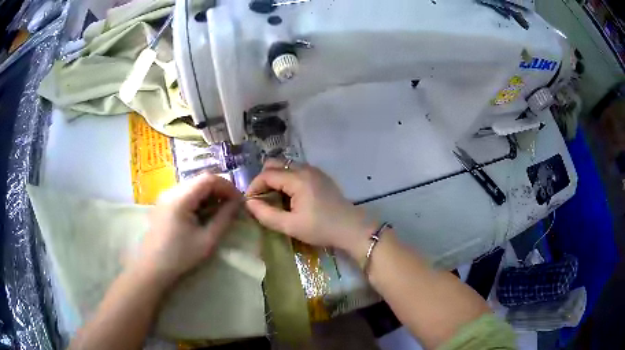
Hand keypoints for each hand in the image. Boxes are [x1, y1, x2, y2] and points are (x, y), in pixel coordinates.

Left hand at [138, 173, 240, 284]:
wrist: (152, 268)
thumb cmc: (180, 256)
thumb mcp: (207, 240)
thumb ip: (224, 219)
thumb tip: (238, 203)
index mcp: (180, 197)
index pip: (209, 179)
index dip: (227, 186)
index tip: (239, 201)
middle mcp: (171, 190)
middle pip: (200, 180)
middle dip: (219, 191)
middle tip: (232, 207)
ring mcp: (166, 196)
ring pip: (193, 186)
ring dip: (209, 195)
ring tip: (220, 212)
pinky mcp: (164, 203)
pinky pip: (185, 194)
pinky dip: (199, 200)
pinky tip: (203, 214)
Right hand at [245, 160, 376, 256]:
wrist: (352, 228)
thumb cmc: (321, 228)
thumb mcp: (291, 226)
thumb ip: (266, 214)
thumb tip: (249, 203)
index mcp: (298, 178)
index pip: (266, 174)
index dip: (254, 187)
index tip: (250, 203)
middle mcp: (305, 168)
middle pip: (275, 165)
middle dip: (263, 180)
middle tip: (261, 200)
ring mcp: (314, 171)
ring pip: (285, 167)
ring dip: (275, 180)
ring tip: (274, 200)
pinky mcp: (320, 176)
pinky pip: (296, 172)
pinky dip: (286, 181)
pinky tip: (289, 198)